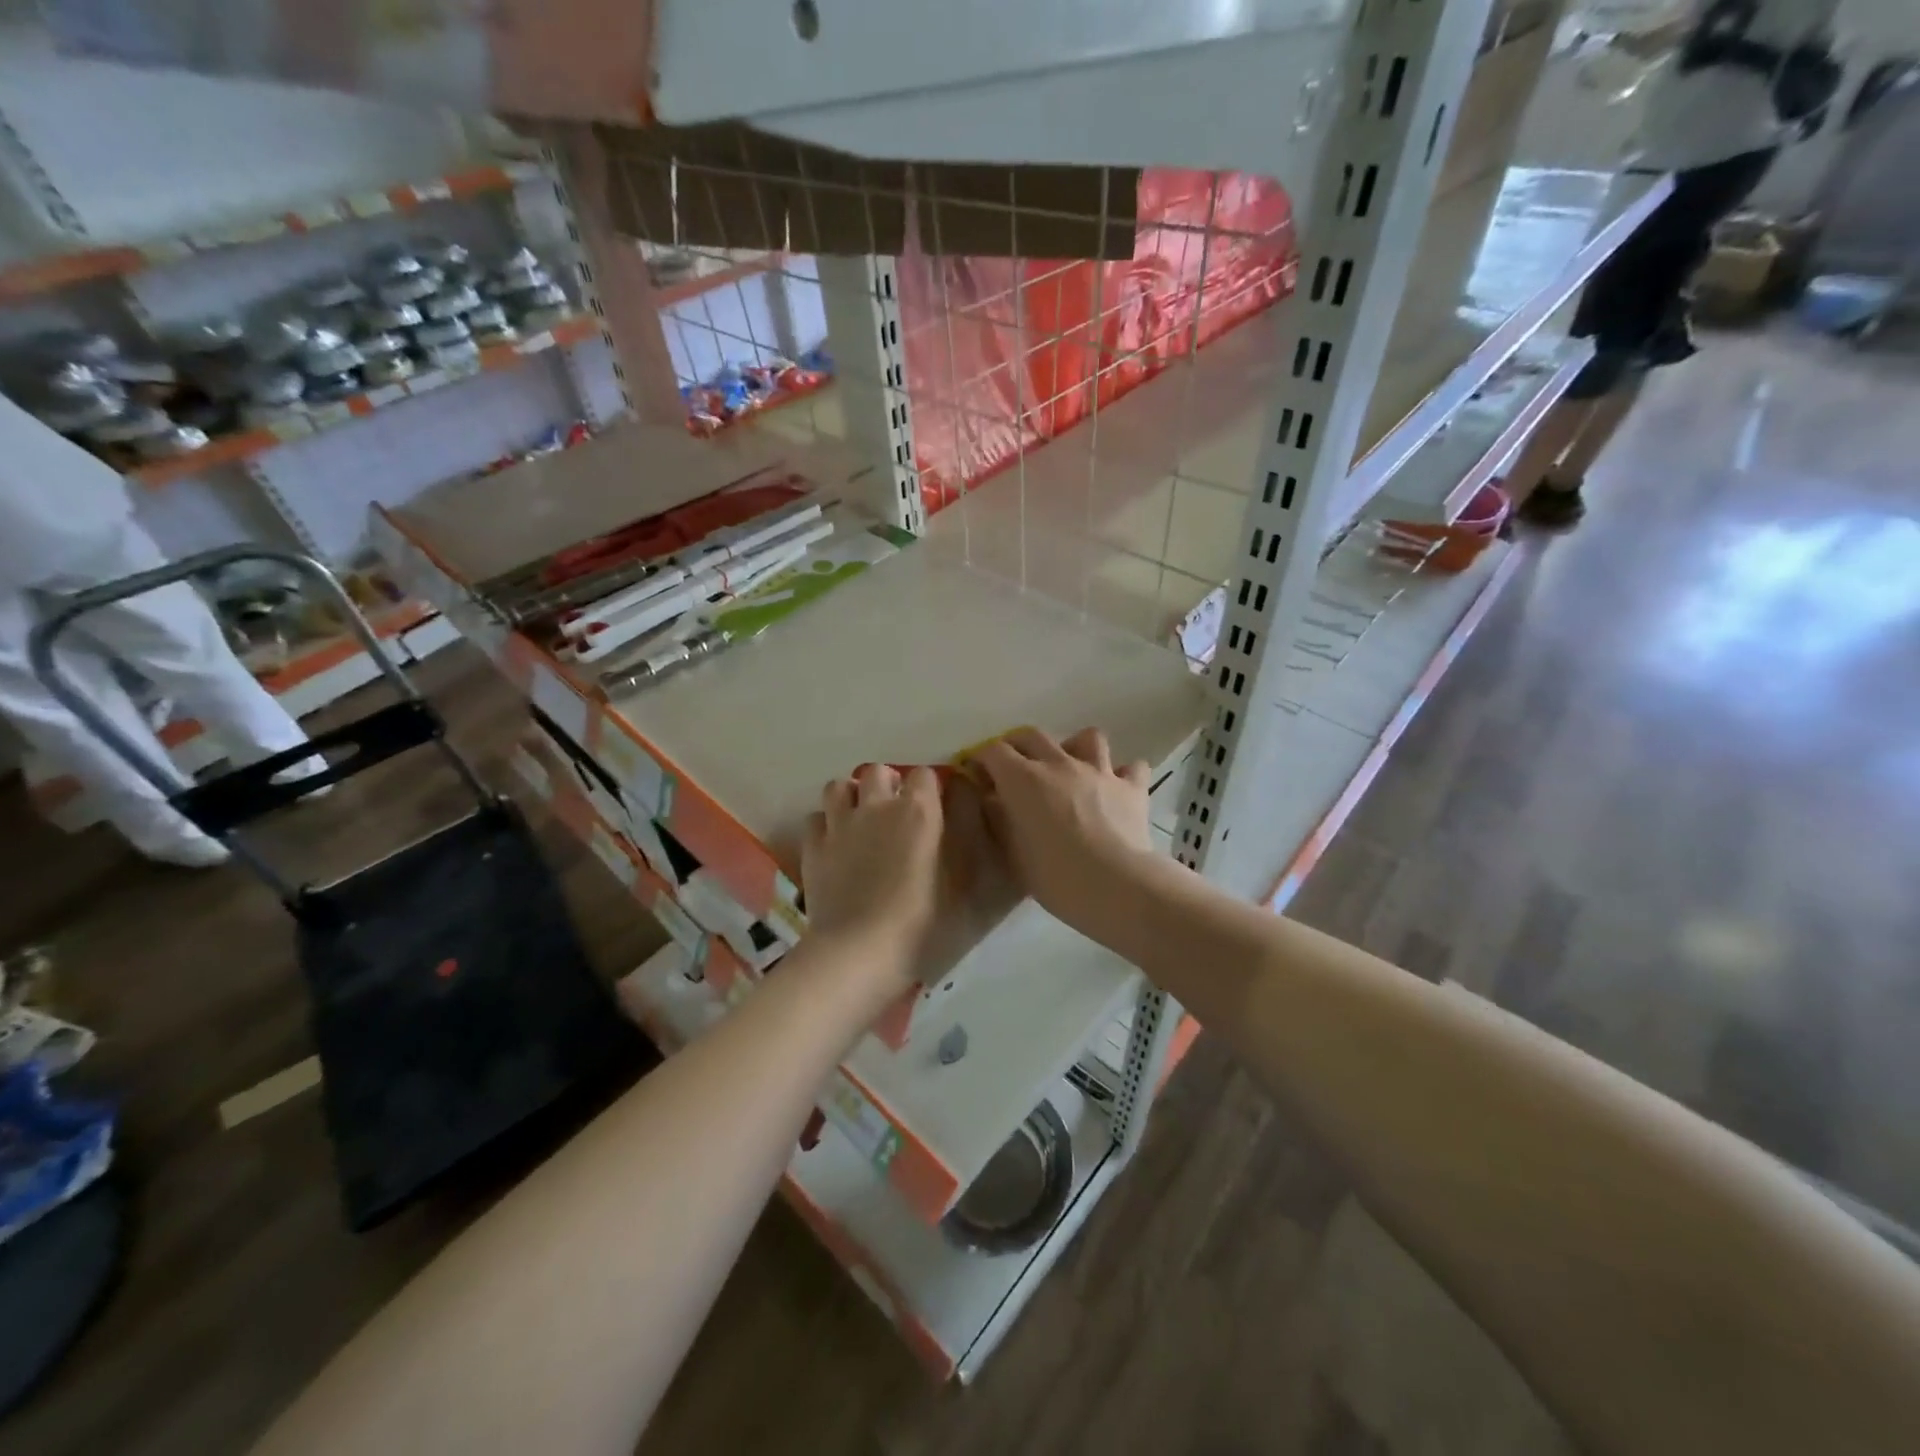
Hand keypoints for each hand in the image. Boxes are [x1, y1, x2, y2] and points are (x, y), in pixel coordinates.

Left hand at [802, 763, 943, 985]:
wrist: (860, 949)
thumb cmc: (920, 921)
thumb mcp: (958, 883)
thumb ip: (958, 842)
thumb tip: (954, 817)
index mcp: (918, 811)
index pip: (925, 774)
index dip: (928, 788)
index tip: (932, 808)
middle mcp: (877, 806)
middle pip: (877, 771)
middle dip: (886, 784)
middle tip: (893, 812)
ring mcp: (840, 825)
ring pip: (838, 786)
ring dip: (850, 797)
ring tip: (858, 819)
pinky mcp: (813, 847)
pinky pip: (815, 819)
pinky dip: (824, 826)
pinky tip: (833, 845)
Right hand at [968, 727, 1153, 929]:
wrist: (1114, 886)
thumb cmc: (1054, 876)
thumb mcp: (1012, 852)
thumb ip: (999, 820)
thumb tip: (993, 800)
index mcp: (1023, 779)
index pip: (993, 751)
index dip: (981, 759)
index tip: (976, 774)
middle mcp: (1059, 764)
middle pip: (1033, 735)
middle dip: (1017, 745)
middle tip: (1013, 767)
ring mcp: (1099, 771)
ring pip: (1087, 737)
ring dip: (1075, 748)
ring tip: (1071, 768)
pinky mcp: (1131, 787)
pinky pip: (1131, 767)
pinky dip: (1121, 773)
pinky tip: (1115, 788)